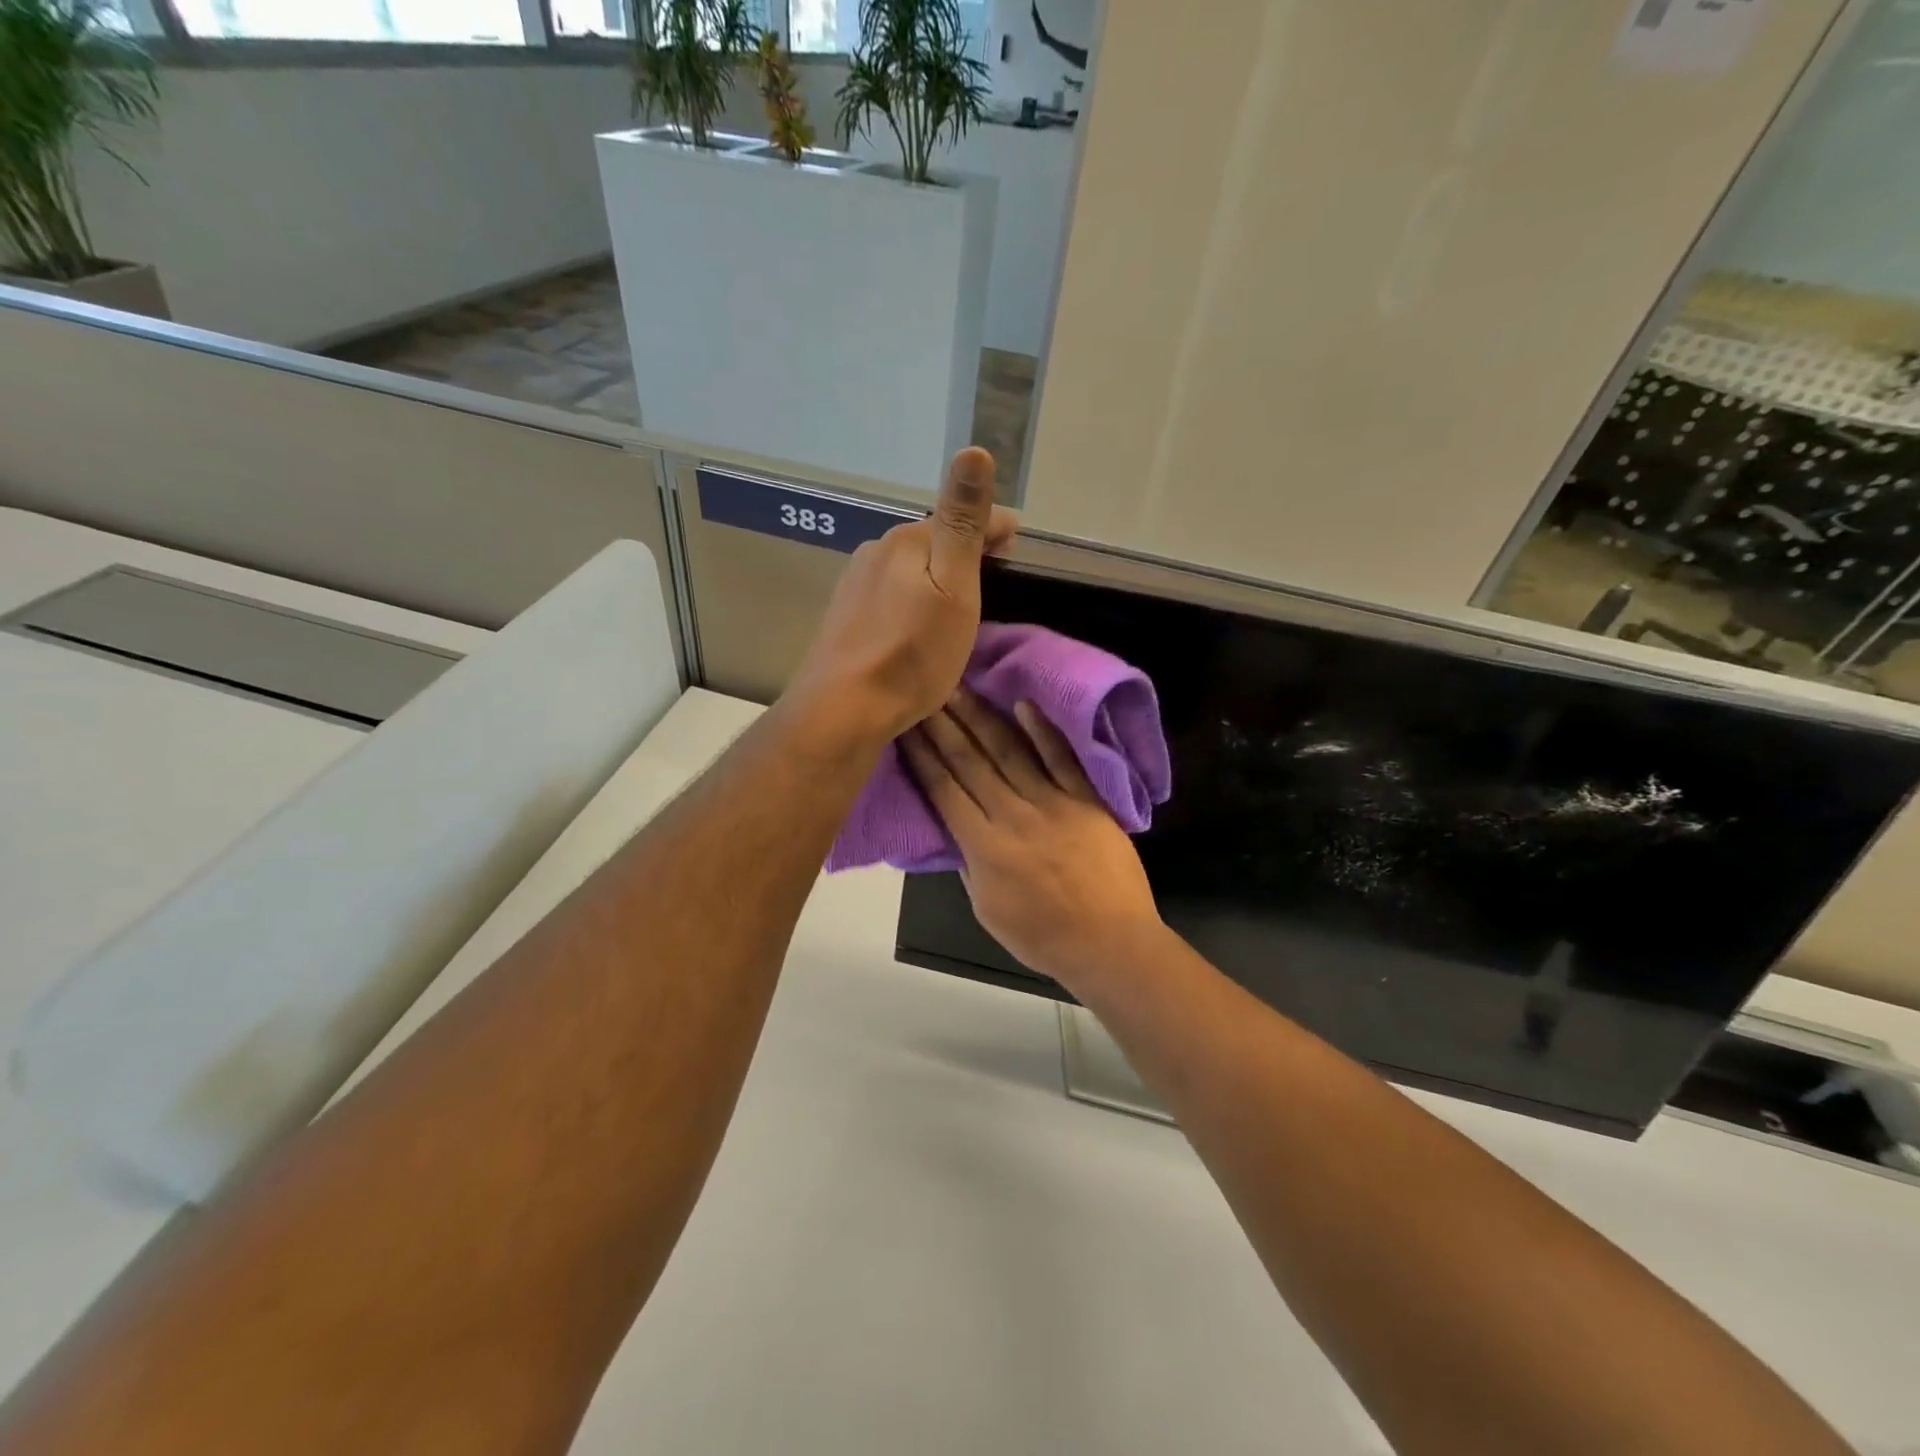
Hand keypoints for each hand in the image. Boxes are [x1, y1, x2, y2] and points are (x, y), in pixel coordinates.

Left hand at [788, 448, 1015, 746]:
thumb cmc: (911, 653)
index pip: (962, 519)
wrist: (842, 709)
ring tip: (958, 602)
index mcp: (906, 540)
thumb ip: (962, 522)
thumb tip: (973, 449)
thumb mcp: (953, 588)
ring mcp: (854, 584)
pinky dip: (912, 599)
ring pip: (909, 568)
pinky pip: (890, 594)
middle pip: (933, 541)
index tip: (1017, 541)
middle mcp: (876, 552)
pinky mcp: (845, 617)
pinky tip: (916, 623)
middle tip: (994, 574)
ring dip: (936, 576)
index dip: (995, 529)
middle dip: (964, 551)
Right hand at [901, 687, 1164, 992]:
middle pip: (970, 761)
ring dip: (981, 717)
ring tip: (959, 687)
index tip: (905, 725)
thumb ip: (970, 864)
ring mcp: (1053, 803)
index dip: (922, 755)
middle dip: (943, 724)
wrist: (1111, 943)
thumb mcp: (987, 910)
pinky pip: (1062, 759)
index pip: (944, 789)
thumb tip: (958, 829)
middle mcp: (1012, 815)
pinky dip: (1043, 731)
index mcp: (984, 846)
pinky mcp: (1086, 800)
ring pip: (1009, 751)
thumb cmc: (1043, 937)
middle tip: (924, 690)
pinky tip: (1024, 704)